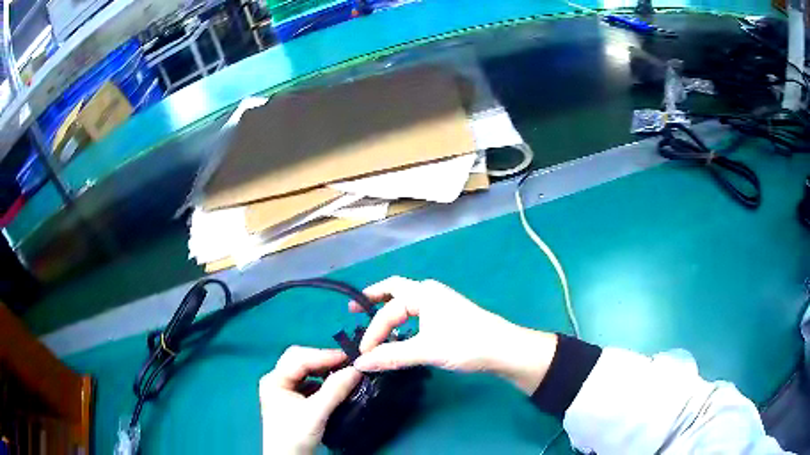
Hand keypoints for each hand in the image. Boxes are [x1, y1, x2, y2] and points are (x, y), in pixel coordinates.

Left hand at [259, 346, 360, 453]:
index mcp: (274, 380)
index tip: (349, 357)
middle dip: (323, 360)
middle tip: (347, 363)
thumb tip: (357, 369)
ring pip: (305, 371)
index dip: (324, 355)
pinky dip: (323, 381)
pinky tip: (334, 385)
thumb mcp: (316, 413)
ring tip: (343, 372)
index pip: (299, 358)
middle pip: (300, 361)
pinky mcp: (292, 399)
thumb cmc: (296, 435)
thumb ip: (335, 390)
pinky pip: (309, 382)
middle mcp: (276, 380)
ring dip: (323, 370)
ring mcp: (283, 389)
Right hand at [349, 276, 557, 393]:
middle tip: (354, 308)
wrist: (503, 349)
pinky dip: (403, 318)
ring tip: (373, 320)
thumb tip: (360, 363)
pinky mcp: (448, 316)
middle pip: (395, 290)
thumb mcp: (425, 350)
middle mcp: (430, 292)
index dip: (373, 332)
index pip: (388, 311)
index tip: (364, 354)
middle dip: (374, 298)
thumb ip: (391, 356)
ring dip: (389, 309)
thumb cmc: (465, 343)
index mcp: (423, 293)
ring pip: (407, 302)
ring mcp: (441, 303)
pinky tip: (401, 331)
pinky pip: (417, 312)